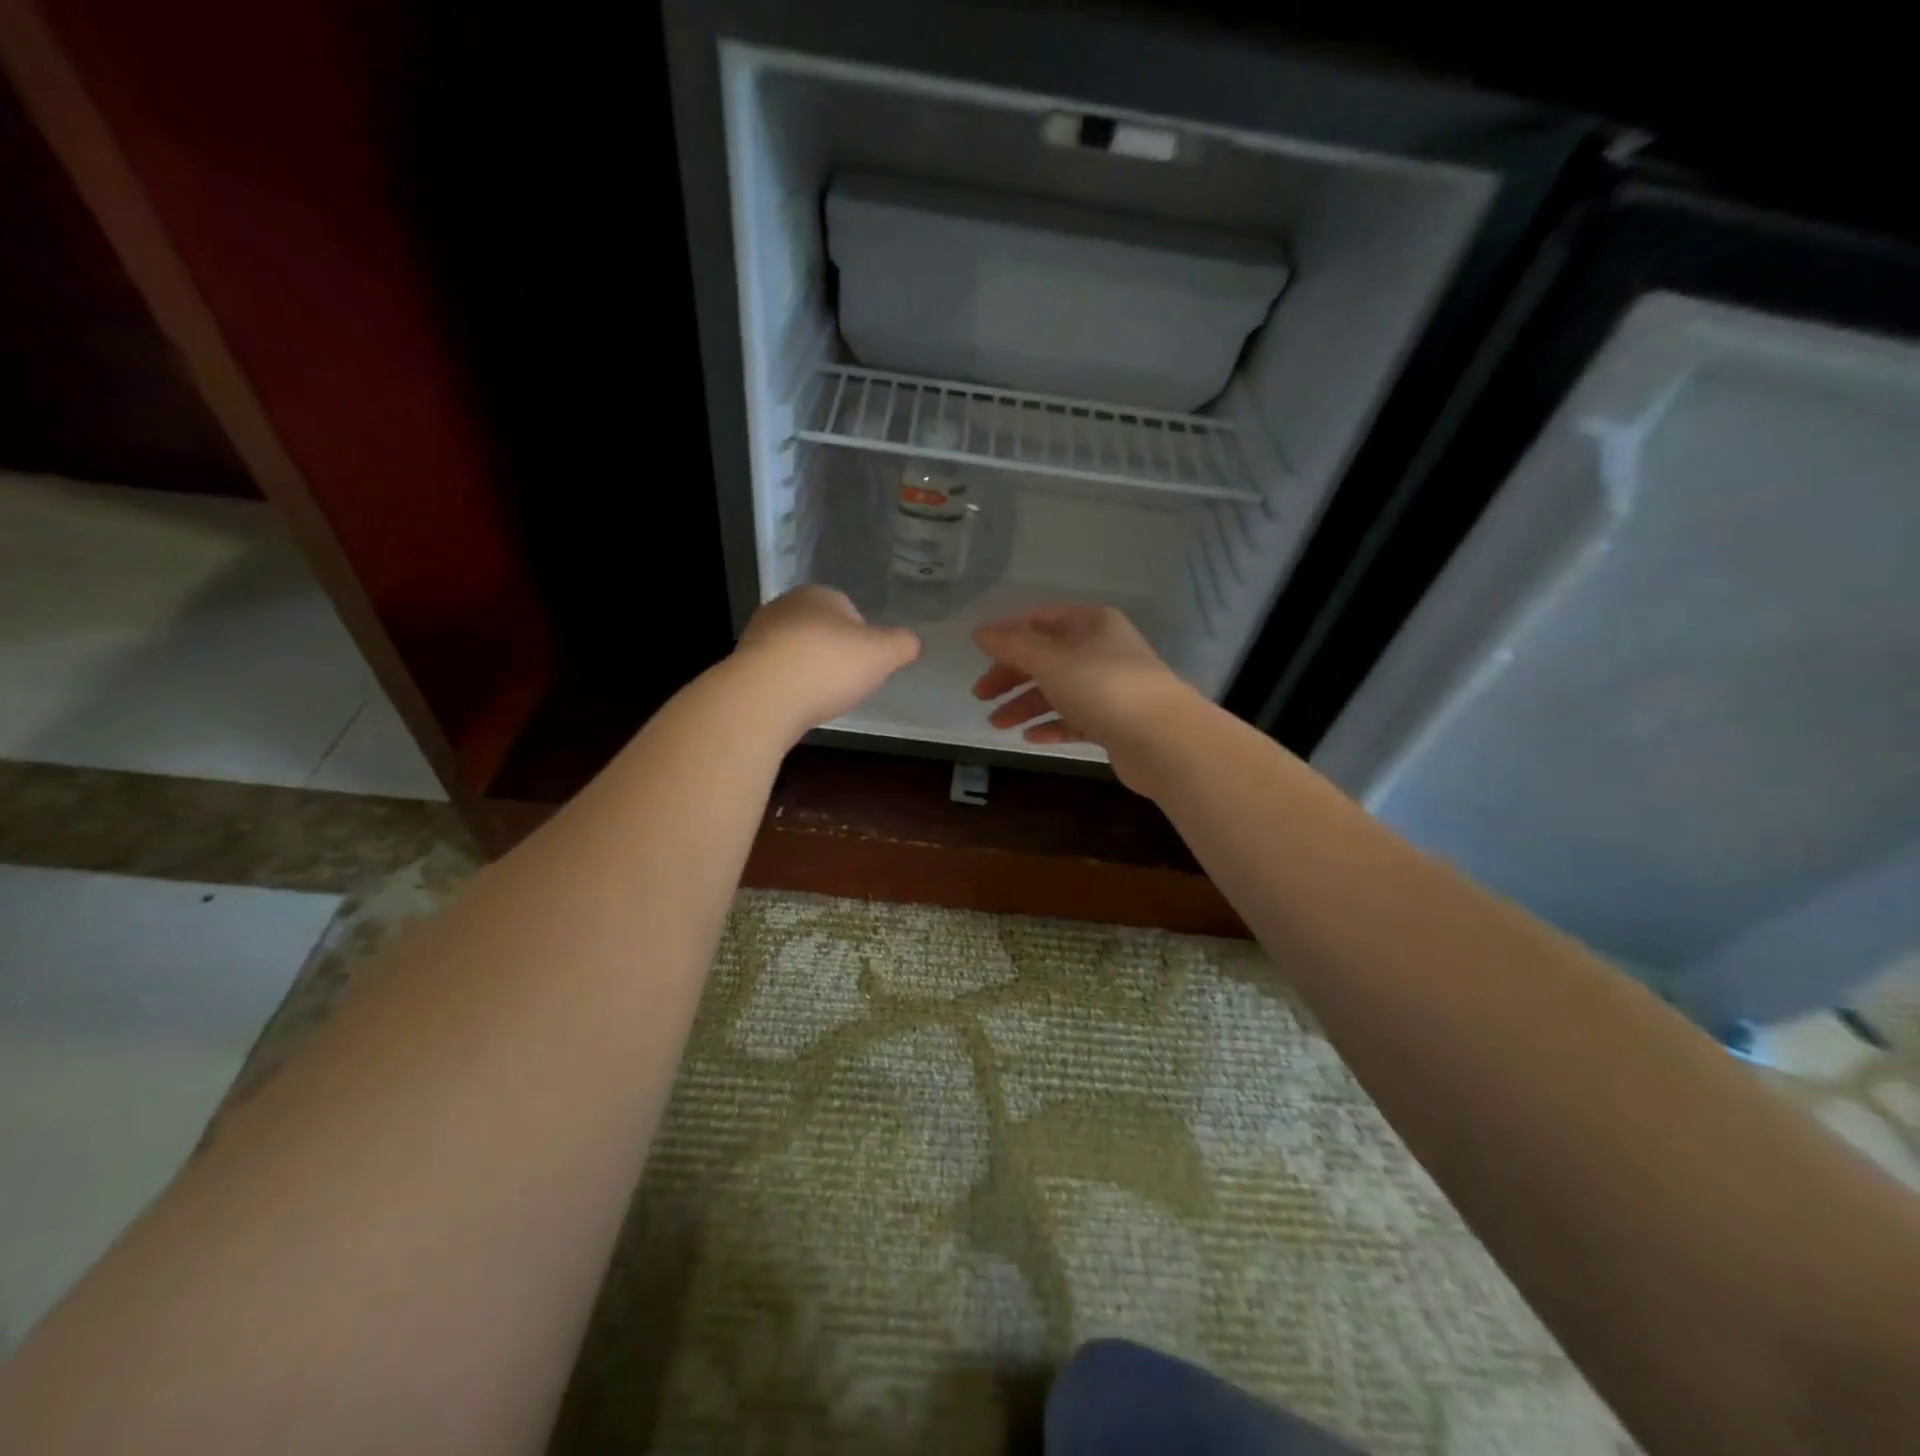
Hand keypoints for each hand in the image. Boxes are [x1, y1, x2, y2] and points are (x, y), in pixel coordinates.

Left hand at [733, 584, 920, 739]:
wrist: (764, 698)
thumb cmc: (828, 665)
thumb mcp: (883, 653)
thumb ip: (902, 644)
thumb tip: (911, 641)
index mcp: (818, 594)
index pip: (849, 609)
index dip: (863, 638)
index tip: (868, 664)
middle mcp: (784, 607)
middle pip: (820, 630)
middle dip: (834, 653)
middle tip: (847, 682)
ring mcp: (757, 636)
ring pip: (795, 651)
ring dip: (809, 671)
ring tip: (821, 698)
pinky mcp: (742, 666)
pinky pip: (776, 674)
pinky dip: (789, 687)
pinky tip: (796, 705)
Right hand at [971, 603, 1194, 790]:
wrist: (1162, 738)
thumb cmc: (1102, 686)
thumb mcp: (1050, 659)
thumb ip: (1012, 645)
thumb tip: (980, 631)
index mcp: (1091, 623)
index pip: (1040, 620)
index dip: (1008, 635)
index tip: (980, 656)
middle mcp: (1102, 650)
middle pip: (1046, 658)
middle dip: (1011, 676)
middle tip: (980, 696)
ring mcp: (1110, 687)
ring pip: (1058, 691)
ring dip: (1025, 705)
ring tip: (997, 724)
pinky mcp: (1114, 722)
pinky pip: (1074, 719)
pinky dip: (1051, 725)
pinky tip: (1031, 738)